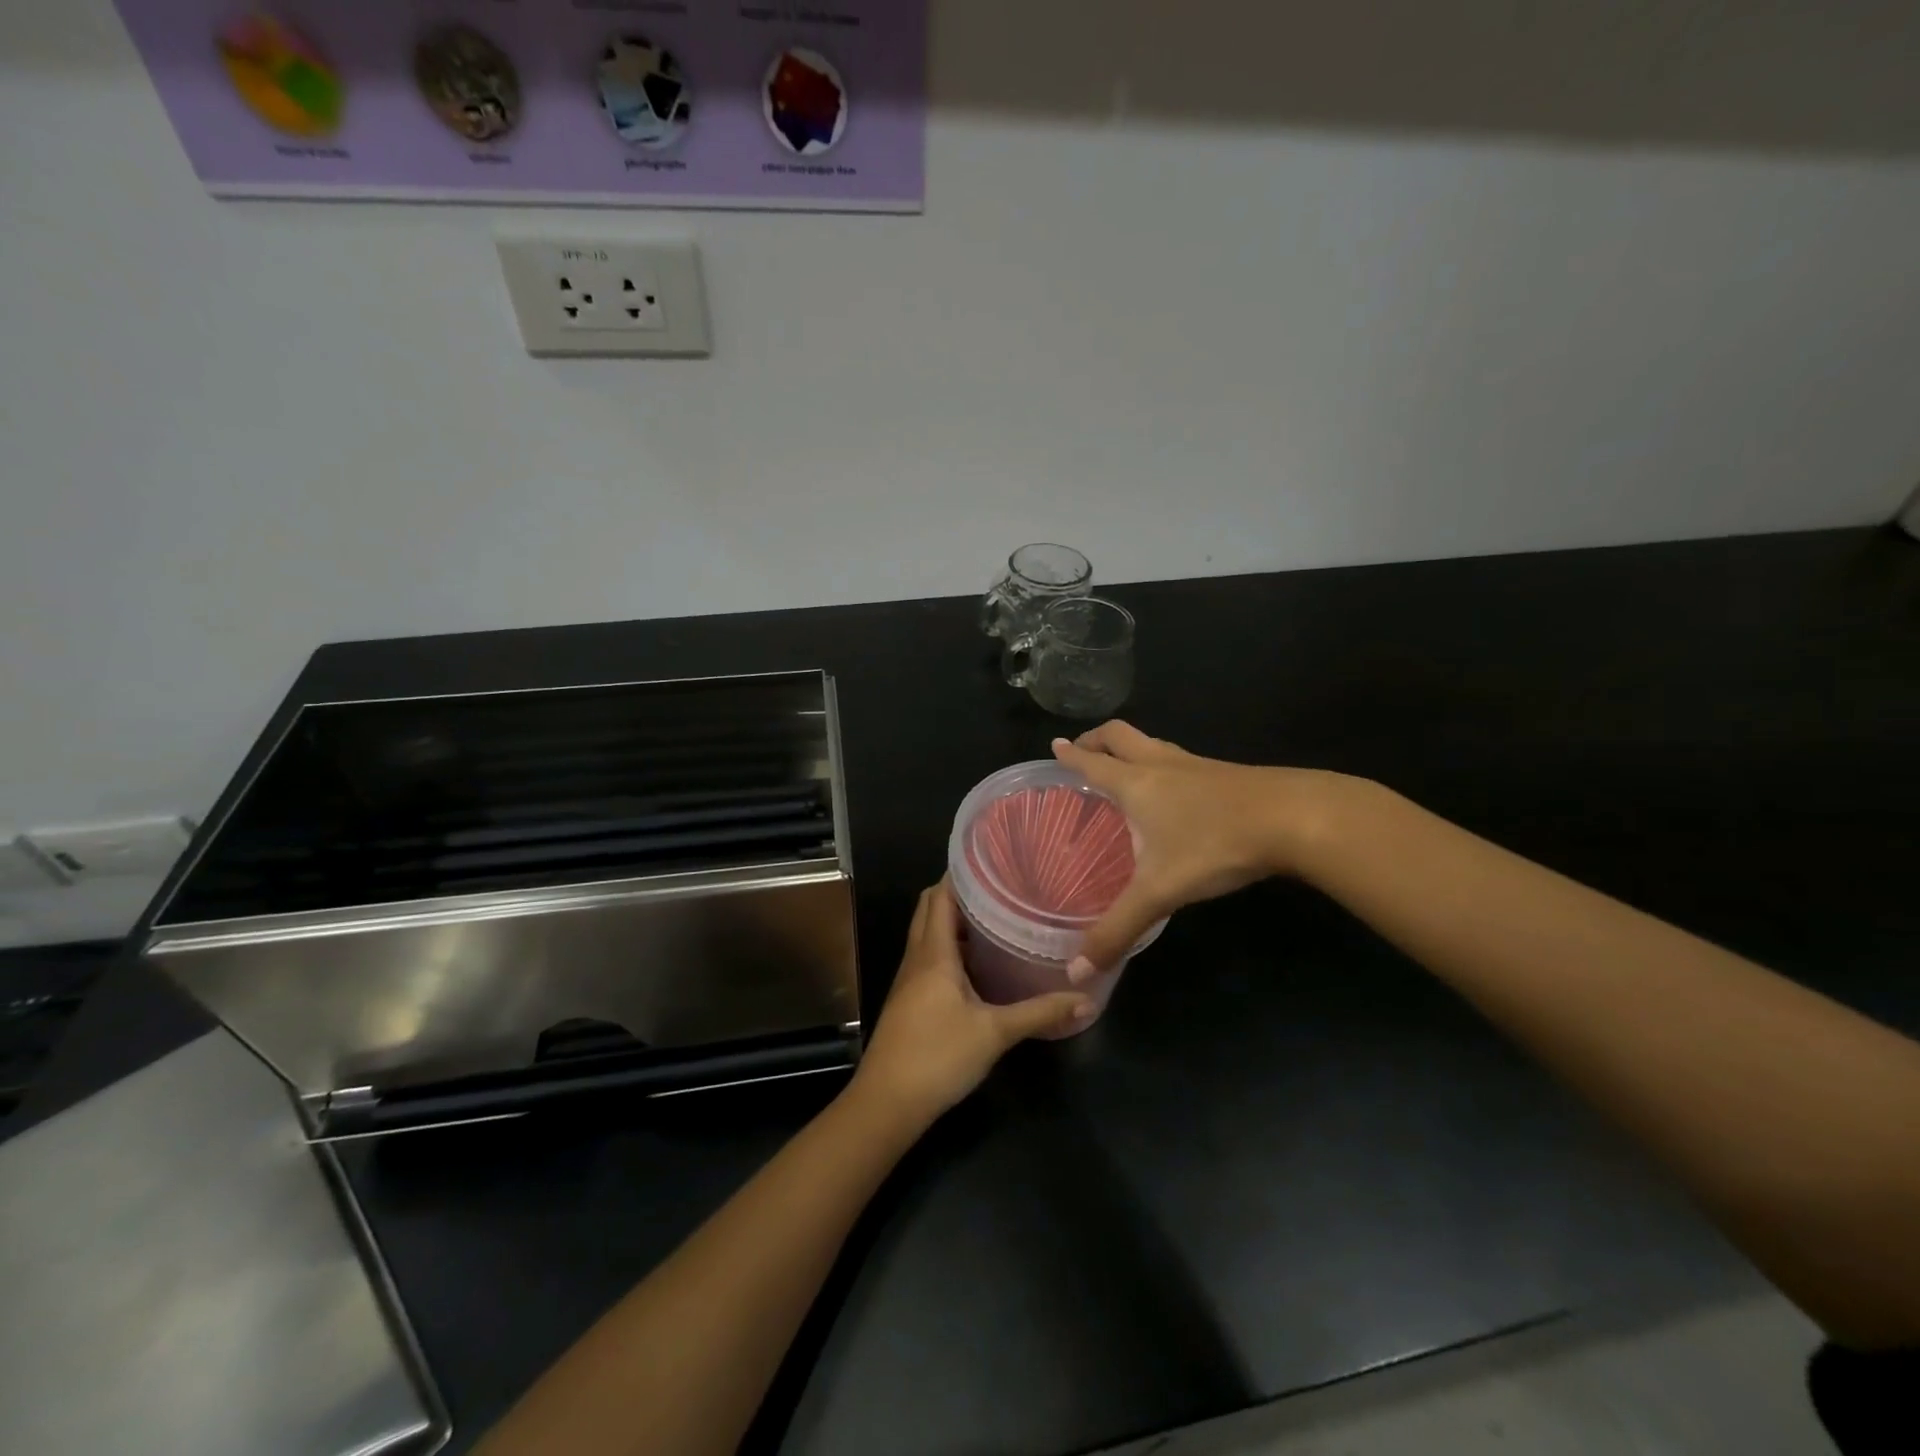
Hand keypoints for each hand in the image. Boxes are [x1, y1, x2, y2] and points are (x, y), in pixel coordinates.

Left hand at [852, 880, 1091, 1125]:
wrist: (887, 1103)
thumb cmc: (937, 1056)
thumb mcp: (995, 1033)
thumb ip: (1039, 1012)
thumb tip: (1086, 999)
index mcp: (934, 952)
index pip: (940, 895)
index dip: (961, 874)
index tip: (994, 862)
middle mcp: (918, 957)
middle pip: (931, 909)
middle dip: (959, 894)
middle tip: (1000, 889)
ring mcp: (910, 979)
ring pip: (929, 934)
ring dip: (955, 922)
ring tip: (996, 918)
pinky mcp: (910, 999)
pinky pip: (930, 958)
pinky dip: (951, 948)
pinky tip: (979, 965)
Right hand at [1051, 721, 1354, 974]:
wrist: (1294, 819)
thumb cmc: (1214, 845)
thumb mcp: (1159, 892)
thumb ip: (1117, 929)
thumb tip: (1075, 973)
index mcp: (1136, 784)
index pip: (1093, 762)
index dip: (1071, 755)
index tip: (1056, 746)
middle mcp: (1161, 765)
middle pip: (1121, 735)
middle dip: (1097, 738)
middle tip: (1082, 747)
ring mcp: (1196, 765)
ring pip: (1153, 744)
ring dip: (1131, 748)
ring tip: (1123, 766)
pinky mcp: (1225, 774)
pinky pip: (1181, 760)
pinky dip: (1163, 765)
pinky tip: (1175, 792)